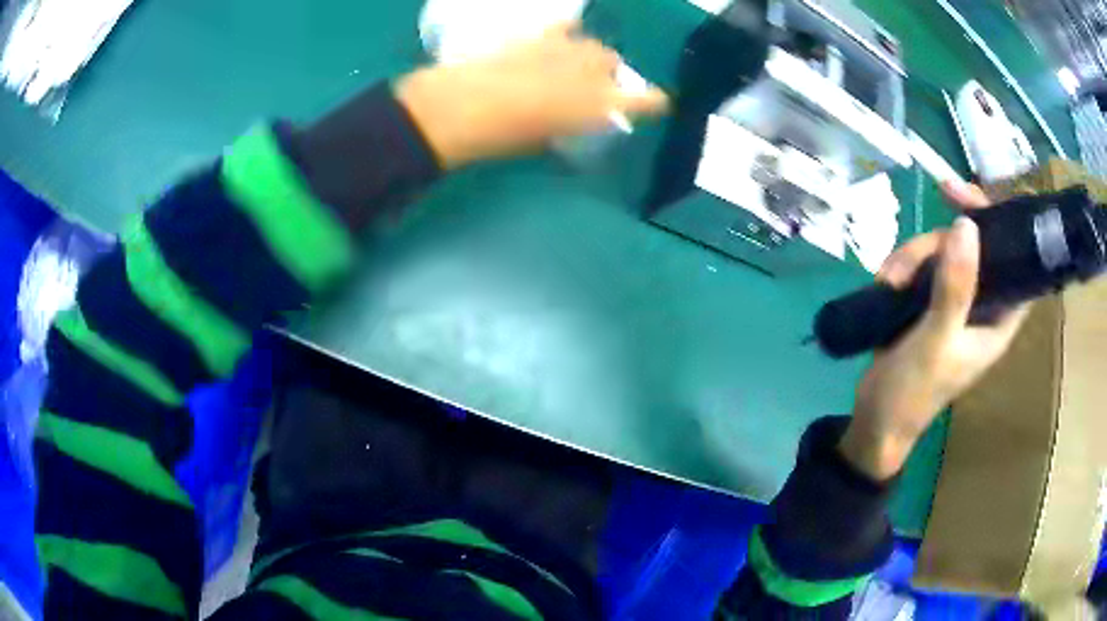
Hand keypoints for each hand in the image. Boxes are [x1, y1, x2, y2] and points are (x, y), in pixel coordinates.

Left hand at [396, 22, 669, 168]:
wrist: (455, 108)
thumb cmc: (498, 137)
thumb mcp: (539, 141)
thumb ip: (563, 126)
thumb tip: (567, 120)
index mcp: (594, 106)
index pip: (643, 100)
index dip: (653, 102)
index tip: (659, 103)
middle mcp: (588, 72)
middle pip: (611, 63)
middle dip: (605, 74)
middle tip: (588, 88)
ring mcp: (564, 48)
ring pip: (592, 44)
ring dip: (587, 55)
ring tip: (569, 65)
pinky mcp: (537, 35)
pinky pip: (564, 28)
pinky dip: (564, 35)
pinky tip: (555, 41)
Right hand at [838, 183, 1029, 480]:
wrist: (876, 420)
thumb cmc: (914, 392)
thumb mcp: (936, 341)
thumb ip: (955, 288)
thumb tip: (967, 225)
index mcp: (998, 319)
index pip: (1016, 262)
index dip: (1004, 225)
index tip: (972, 199)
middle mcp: (982, 304)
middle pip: (971, 246)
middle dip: (939, 242)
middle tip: (910, 255)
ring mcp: (955, 301)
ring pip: (942, 251)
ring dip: (912, 257)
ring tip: (889, 281)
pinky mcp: (929, 301)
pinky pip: (922, 264)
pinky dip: (902, 267)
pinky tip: (886, 283)